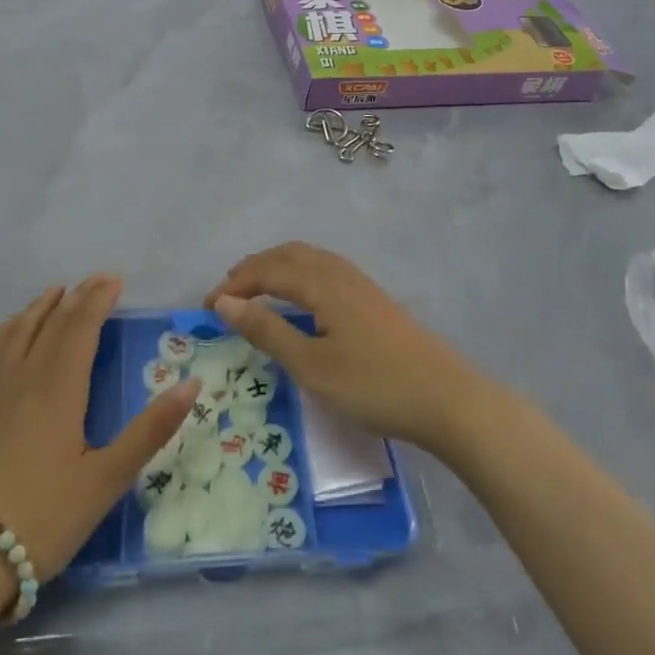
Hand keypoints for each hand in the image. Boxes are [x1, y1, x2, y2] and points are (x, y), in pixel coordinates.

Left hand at [0, 275, 199, 583]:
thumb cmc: (44, 518)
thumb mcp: (107, 479)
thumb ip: (150, 429)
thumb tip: (192, 384)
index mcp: (58, 388)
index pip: (80, 327)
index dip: (98, 299)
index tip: (115, 279)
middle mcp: (23, 377)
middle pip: (50, 323)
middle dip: (76, 297)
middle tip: (96, 279)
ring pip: (16, 331)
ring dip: (40, 307)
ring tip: (55, 294)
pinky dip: (10, 329)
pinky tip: (12, 335)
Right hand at [207, 243, 492, 453]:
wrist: (447, 399)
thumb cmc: (373, 385)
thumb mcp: (311, 365)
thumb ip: (267, 331)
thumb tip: (225, 302)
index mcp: (322, 284)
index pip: (267, 271)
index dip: (234, 285)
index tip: (207, 307)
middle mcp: (340, 273)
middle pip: (288, 255)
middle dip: (253, 268)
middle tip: (227, 292)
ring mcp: (362, 284)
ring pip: (310, 259)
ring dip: (277, 268)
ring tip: (256, 290)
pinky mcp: (374, 299)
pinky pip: (326, 270)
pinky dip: (300, 275)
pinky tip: (301, 299)